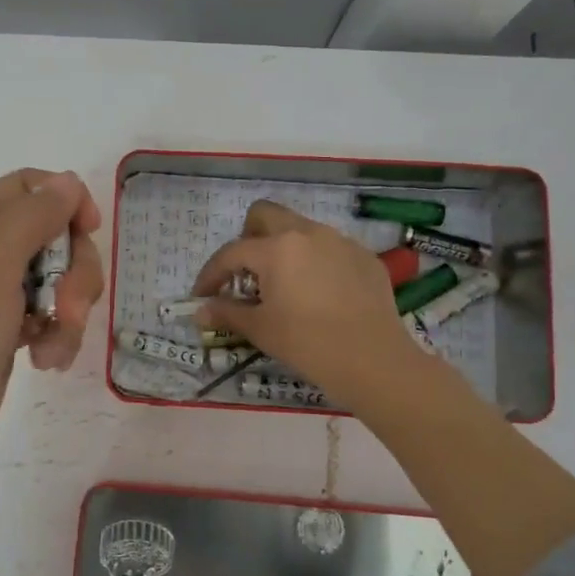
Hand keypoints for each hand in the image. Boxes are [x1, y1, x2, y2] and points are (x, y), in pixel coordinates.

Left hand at [0, 169, 103, 483]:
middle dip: (72, 272)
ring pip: (57, 277)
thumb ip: (32, 218)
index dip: (65, 202)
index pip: (28, 187)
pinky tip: (45, 361)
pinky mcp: (5, 326)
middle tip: (71, 308)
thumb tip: (68, 180)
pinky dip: (56, 334)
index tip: (91, 232)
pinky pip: (49, 313)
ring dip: (68, 311)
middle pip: (51, 235)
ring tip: (54, 347)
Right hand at [193, 200, 421, 413]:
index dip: (211, 274)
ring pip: (301, 229)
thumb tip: (201, 310)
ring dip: (283, 248)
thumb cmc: (307, 343)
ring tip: (284, 285)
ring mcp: (340, 241)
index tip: (202, 295)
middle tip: (245, 273)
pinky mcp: (365, 257)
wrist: (373, 361)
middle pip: (266, 215)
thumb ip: (227, 313)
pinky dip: (315, 263)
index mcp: (277, 248)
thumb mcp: (261, 329)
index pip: (232, 252)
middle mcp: (308, 233)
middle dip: (247, 237)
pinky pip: (330, 248)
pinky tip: (320, 295)